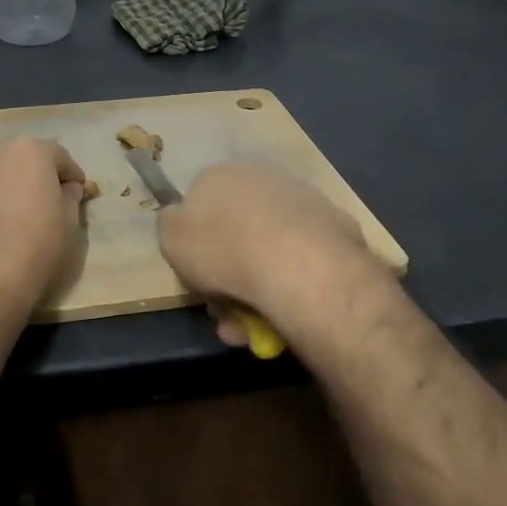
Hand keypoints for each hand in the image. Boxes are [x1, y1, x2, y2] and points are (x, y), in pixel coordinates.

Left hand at [0, 136, 86, 319]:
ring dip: (14, 185)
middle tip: (51, 201)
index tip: (79, 194)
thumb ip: (71, 197)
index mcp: (31, 150)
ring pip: (1, 172)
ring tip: (22, 213)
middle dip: (40, 175)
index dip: (72, 176)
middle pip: (26, 158)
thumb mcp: (70, 222)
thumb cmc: (37, 246)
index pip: (60, 157)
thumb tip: (67, 189)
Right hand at [157, 163, 377, 340]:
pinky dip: (288, 288)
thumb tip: (181, 220)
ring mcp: (303, 201)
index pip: (201, 206)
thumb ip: (171, 226)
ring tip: (251, 329)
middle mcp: (262, 179)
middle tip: (224, 313)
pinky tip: (282, 318)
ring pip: (269, 253)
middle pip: (236, 233)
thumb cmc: (223, 248)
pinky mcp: (335, 228)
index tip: (197, 276)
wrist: (297, 264)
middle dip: (227, 276)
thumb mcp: (171, 238)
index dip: (196, 245)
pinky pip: (301, 262)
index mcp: (220, 175)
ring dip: (255, 292)